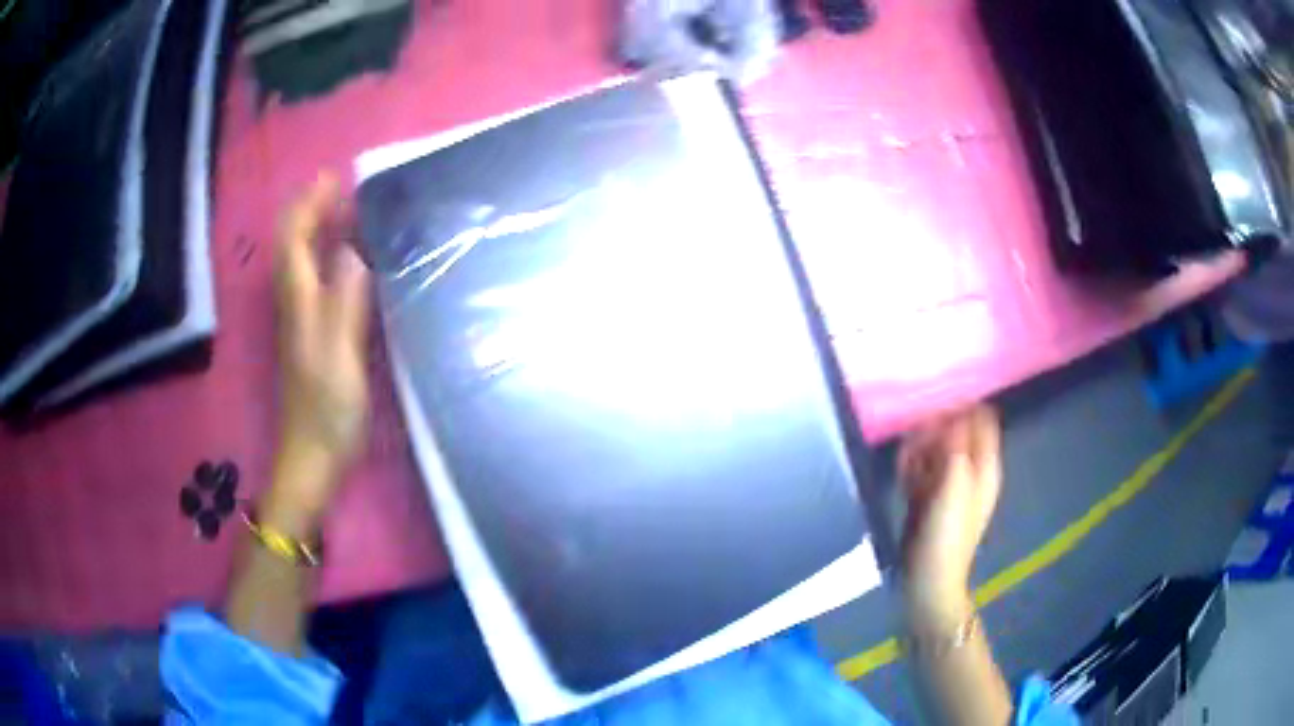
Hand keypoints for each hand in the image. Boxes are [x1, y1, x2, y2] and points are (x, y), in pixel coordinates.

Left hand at [271, 173, 371, 522]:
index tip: (335, 178)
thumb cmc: (328, 409)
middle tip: (344, 188)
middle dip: (312, 210)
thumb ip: (345, 301)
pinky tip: (348, 258)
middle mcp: (294, 302)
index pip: (295, 238)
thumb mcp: (340, 354)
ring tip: (348, 211)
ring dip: (318, 230)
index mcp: (299, 301)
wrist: (313, 456)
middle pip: (294, 245)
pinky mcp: (311, 335)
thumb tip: (352, 250)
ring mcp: (301, 319)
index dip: (310, 205)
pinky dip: (326, 257)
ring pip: (302, 261)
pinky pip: (314, 280)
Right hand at [897, 406, 1001, 625]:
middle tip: (918, 434)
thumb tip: (953, 410)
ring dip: (920, 447)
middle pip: (956, 432)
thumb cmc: (947, 534)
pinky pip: (919, 469)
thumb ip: (956, 445)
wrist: (927, 580)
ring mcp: (948, 485)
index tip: (939, 400)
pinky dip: (911, 465)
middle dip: (936, 428)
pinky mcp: (927, 497)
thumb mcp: (956, 485)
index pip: (983, 420)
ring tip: (907, 456)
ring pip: (935, 449)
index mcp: (985, 466)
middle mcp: (970, 471)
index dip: (964, 407)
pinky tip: (901, 469)